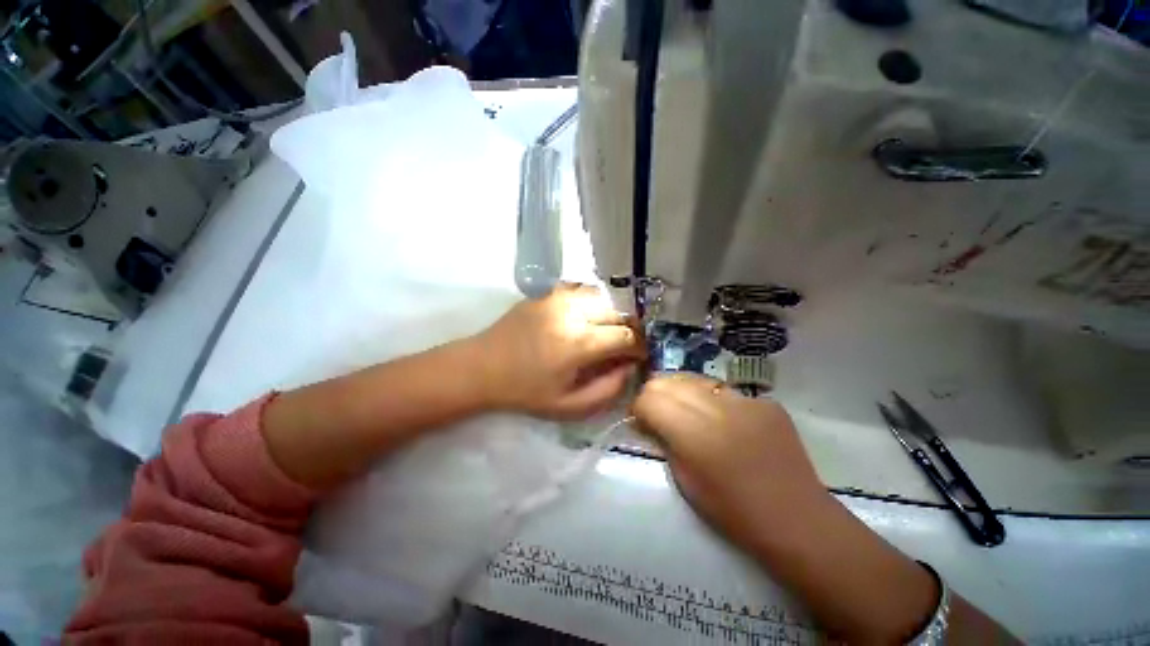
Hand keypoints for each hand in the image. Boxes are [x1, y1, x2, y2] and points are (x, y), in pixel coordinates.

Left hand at [473, 284, 644, 419]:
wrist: (483, 367)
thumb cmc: (525, 391)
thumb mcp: (568, 406)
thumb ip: (607, 390)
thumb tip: (629, 368)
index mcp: (579, 342)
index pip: (627, 336)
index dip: (640, 347)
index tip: (638, 357)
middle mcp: (574, 312)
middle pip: (620, 312)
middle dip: (630, 329)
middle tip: (625, 345)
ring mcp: (560, 297)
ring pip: (605, 297)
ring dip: (613, 314)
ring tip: (608, 331)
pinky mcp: (549, 292)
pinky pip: (583, 291)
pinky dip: (594, 303)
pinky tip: (587, 318)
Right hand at [632, 374, 827, 551]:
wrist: (796, 519)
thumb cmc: (733, 511)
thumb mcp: (684, 480)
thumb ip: (664, 440)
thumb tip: (648, 419)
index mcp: (694, 434)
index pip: (649, 398)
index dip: (638, 406)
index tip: (640, 419)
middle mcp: (717, 407)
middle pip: (668, 382)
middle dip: (655, 394)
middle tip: (657, 412)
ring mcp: (745, 400)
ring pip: (695, 379)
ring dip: (681, 391)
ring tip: (684, 409)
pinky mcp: (765, 401)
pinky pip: (725, 390)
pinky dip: (712, 400)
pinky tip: (720, 419)